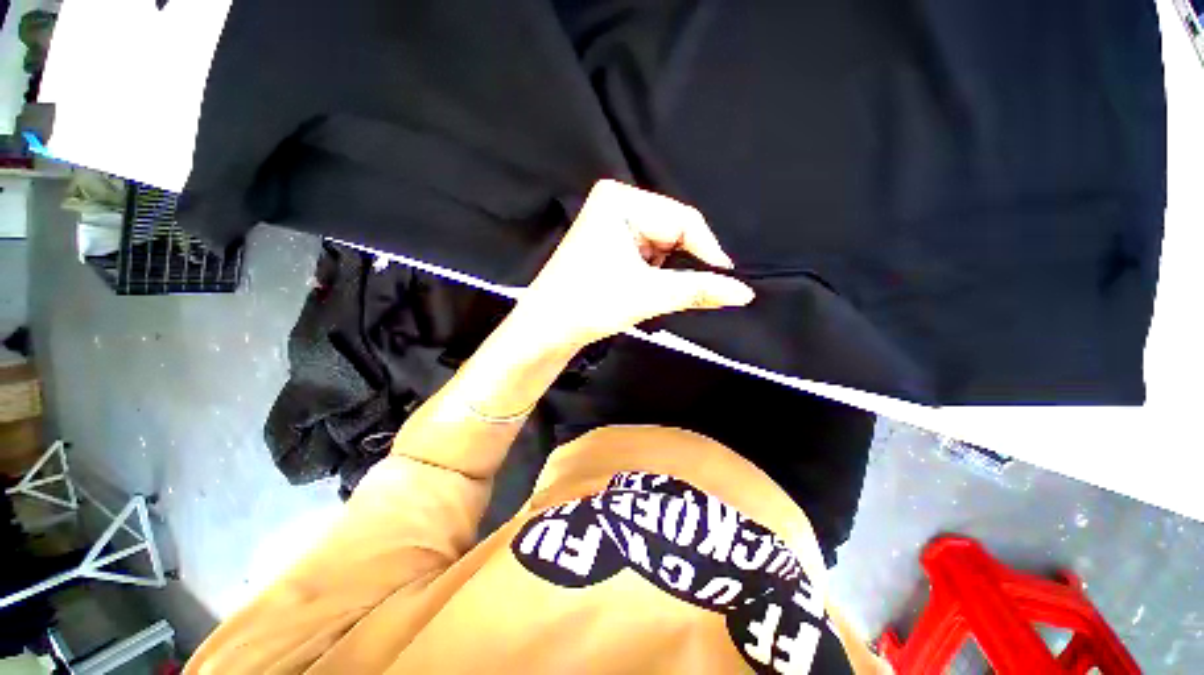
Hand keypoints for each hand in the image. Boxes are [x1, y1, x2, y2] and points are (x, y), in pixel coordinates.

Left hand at [515, 180, 754, 349]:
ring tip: (650, 291)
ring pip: (659, 243)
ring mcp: (609, 221)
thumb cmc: (592, 304)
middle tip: (685, 289)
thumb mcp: (649, 294)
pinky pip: (644, 250)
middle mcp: (614, 202)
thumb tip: (745, 293)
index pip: (682, 219)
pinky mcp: (606, 240)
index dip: (708, 250)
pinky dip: (652, 270)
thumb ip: (699, 289)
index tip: (726, 279)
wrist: (547, 327)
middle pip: (671, 229)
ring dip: (664, 269)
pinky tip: (638, 286)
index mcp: (620, 199)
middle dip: (681, 261)